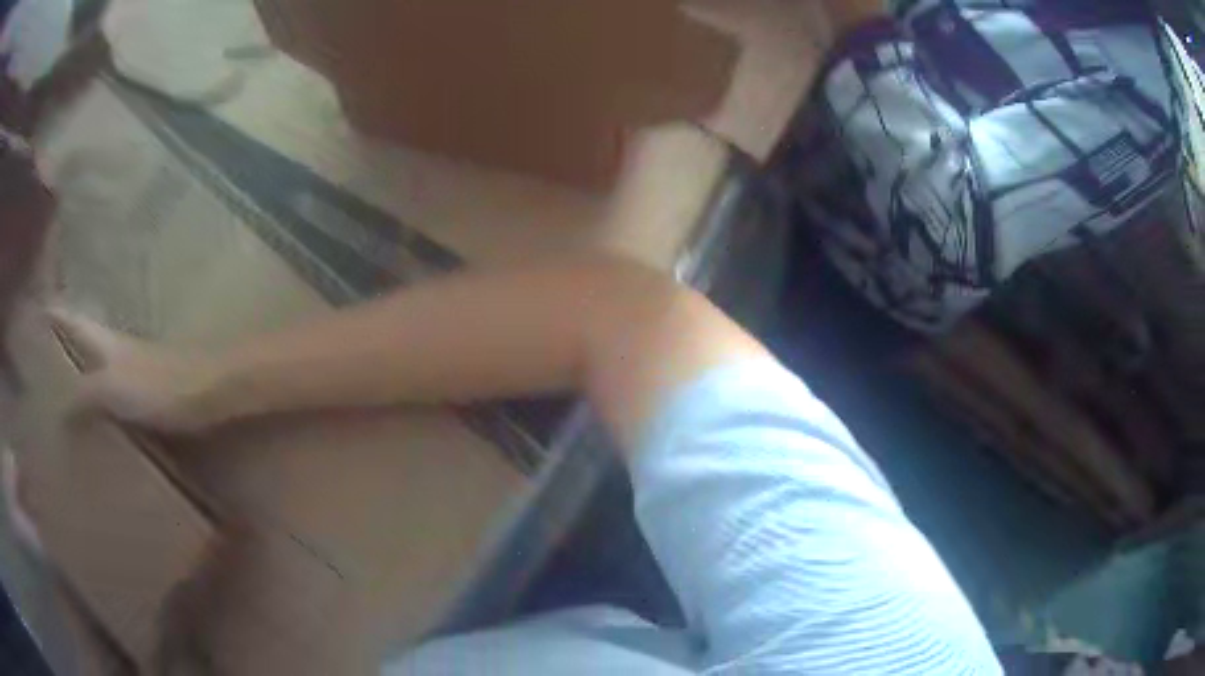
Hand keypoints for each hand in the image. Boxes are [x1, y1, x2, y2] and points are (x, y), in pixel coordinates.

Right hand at [47, 308, 228, 432]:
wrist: (211, 391)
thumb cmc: (159, 385)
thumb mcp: (111, 388)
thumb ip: (84, 397)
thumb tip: (57, 412)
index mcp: (103, 340)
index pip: (71, 319)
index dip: (53, 313)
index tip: (35, 309)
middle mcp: (114, 349)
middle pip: (82, 340)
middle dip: (62, 346)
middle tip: (41, 363)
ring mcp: (132, 371)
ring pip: (97, 366)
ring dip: (79, 375)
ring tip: (61, 398)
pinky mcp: (147, 395)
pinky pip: (114, 394)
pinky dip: (100, 402)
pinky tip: (98, 423)